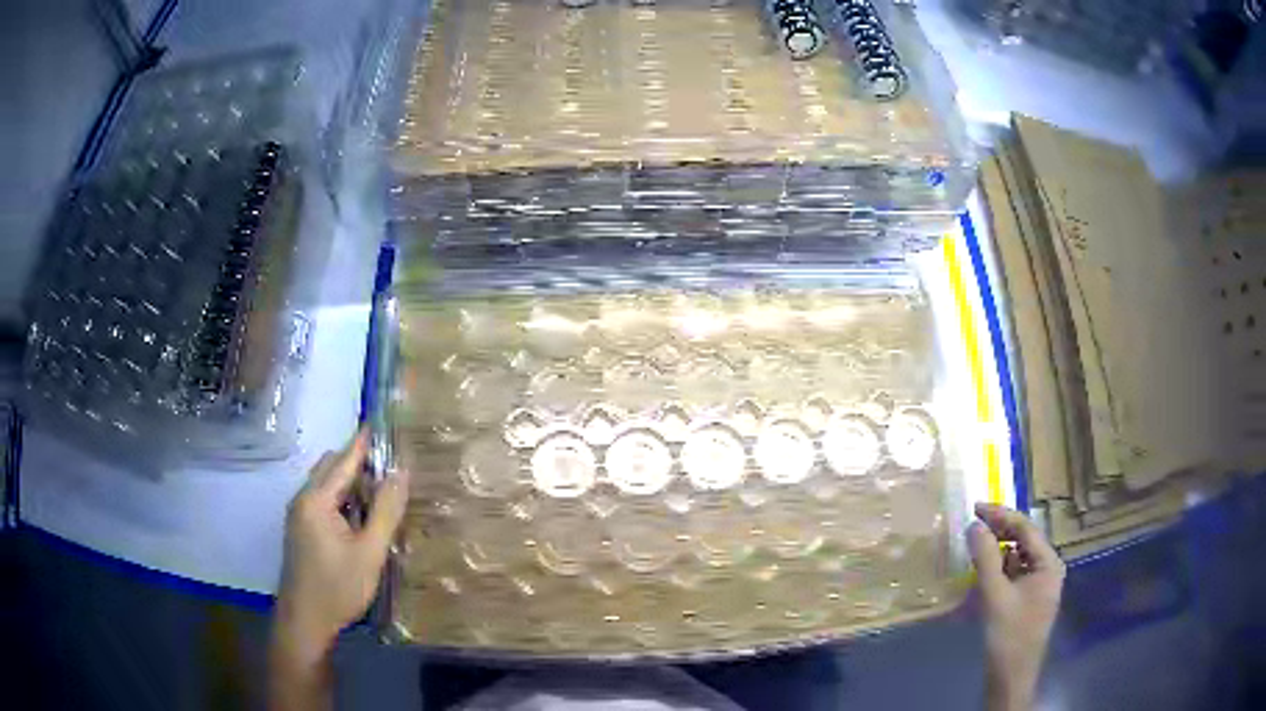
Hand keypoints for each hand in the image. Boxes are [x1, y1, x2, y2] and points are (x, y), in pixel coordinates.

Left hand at [272, 428, 409, 670]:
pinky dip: (341, 498)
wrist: (305, 620)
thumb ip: (386, 511)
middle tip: (390, 467)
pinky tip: (360, 517)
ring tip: (381, 493)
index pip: (343, 460)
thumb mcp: (370, 552)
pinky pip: (321, 500)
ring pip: (325, 484)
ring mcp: (298, 515)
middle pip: (330, 467)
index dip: (363, 442)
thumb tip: (401, 473)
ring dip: (350, 482)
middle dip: (357, 461)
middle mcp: (302, 499)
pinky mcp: (300, 530)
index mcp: (316, 499)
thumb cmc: (338, 587)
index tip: (380, 423)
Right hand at [967, 502, 1064, 710]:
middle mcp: (1047, 568)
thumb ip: (986, 559)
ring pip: (1017, 558)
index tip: (974, 508)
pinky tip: (982, 572)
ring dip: (997, 550)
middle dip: (999, 531)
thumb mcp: (995, 596)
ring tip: (974, 546)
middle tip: (972, 524)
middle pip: (1023, 541)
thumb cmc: (1009, 635)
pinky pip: (1013, 575)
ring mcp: (1038, 585)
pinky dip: (997, 569)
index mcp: (1049, 563)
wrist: (1011, 676)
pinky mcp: (1027, 599)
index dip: (1000, 515)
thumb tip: (974, 525)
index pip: (1026, 528)